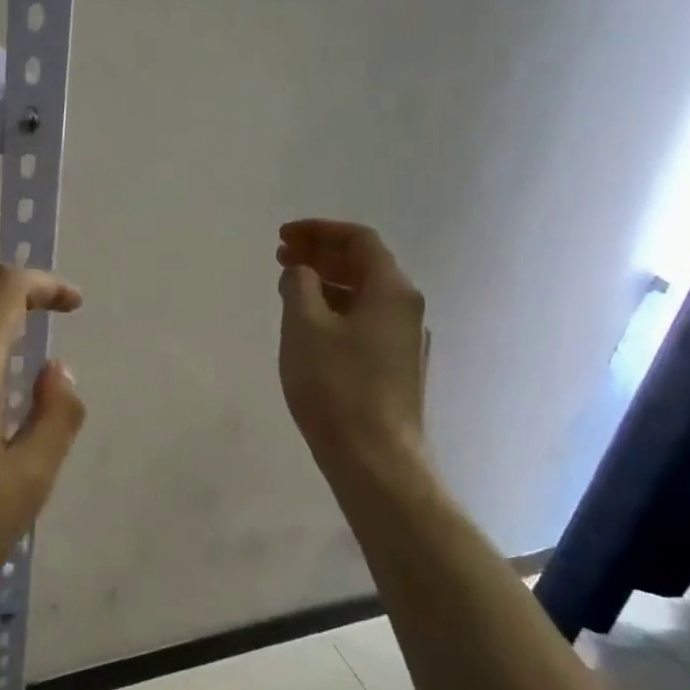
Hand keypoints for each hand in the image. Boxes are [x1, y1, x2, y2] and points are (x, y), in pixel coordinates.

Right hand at [277, 219, 429, 479]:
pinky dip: (336, 311)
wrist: (376, 458)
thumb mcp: (305, 327)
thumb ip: (299, 286)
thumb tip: (301, 271)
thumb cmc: (337, 386)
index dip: (319, 231)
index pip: (359, 240)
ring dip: (327, 284)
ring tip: (290, 289)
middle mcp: (406, 309)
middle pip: (365, 265)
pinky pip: (365, 322)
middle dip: (321, 255)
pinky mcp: (396, 369)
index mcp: (391, 290)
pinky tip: (311, 328)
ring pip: (364, 296)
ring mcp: (405, 341)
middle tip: (282, 257)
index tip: (283, 236)